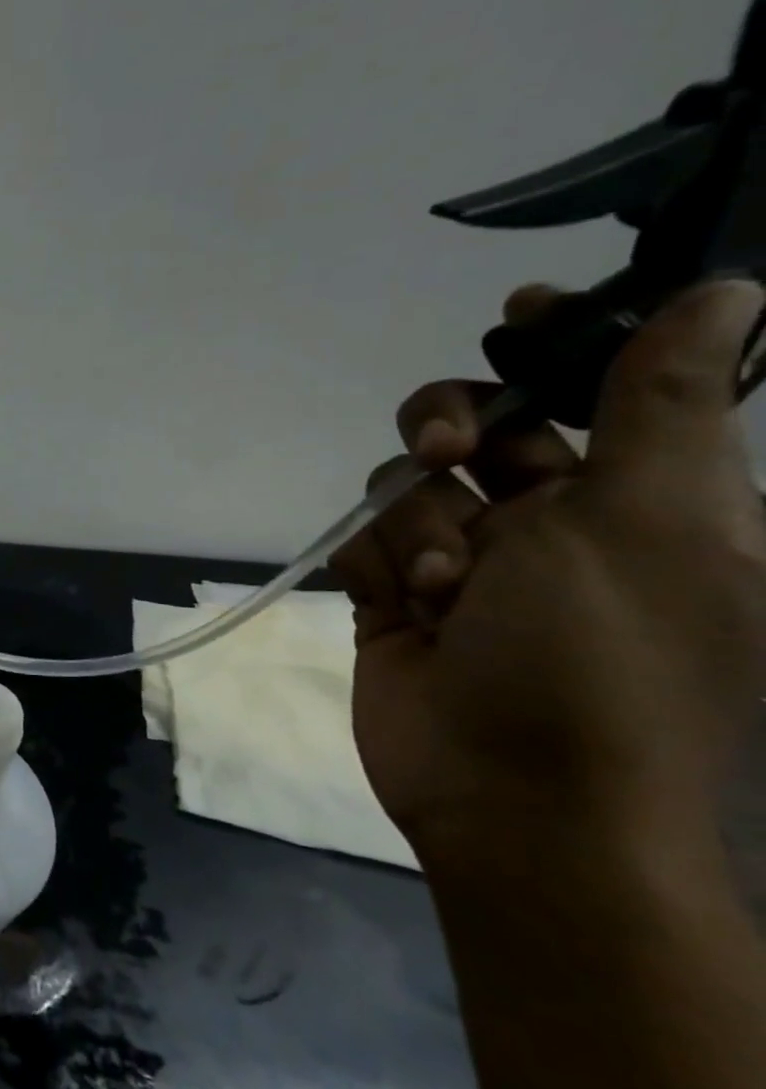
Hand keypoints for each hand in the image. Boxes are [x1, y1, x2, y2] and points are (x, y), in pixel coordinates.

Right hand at [332, 279, 765, 876]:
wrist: (511, 796)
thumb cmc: (603, 658)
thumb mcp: (646, 520)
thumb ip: (660, 406)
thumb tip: (721, 293)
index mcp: (644, 501)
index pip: (604, 391)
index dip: (565, 344)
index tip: (519, 312)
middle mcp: (554, 524)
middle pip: (477, 428)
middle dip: (449, 428)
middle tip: (444, 452)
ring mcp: (467, 564)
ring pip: (408, 487)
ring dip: (418, 526)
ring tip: (441, 585)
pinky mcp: (398, 598)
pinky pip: (368, 543)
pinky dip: (382, 565)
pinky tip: (405, 609)